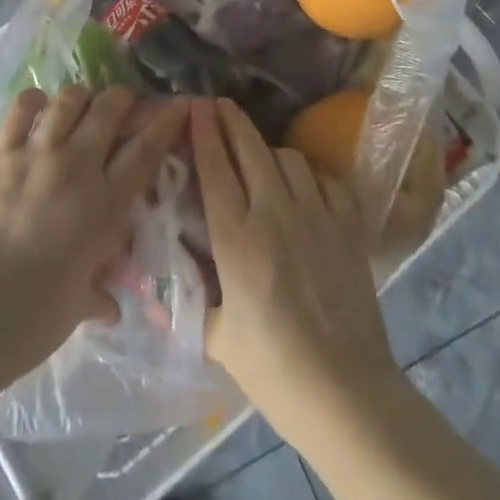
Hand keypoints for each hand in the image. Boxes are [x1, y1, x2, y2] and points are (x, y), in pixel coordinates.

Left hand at [0, 85, 188, 384]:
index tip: (178, 104)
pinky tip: (38, 111)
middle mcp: (76, 168)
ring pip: (69, 99)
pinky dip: (35, 102)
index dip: (166, 121)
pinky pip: (22, 107)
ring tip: (78, 108)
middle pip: (109, 108)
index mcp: (105, 205)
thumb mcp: (79, 304)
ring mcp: (35, 155)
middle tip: (121, 107)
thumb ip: (99, 291)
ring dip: (81, 98)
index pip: (146, 149)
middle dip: (122, 99)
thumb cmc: (32, 322)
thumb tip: (109, 304)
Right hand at [191, 98, 403, 444]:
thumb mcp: (217, 339)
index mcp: (236, 239)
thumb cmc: (274, 371)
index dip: (202, 131)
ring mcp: (317, 214)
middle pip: (250, 148)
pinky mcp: (349, 225)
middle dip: (231, 120)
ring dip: (268, 151)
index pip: (214, 167)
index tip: (194, 105)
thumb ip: (188, 303)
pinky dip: (310, 177)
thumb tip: (150, 293)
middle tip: (217, 105)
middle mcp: (275, 214)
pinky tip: (304, 189)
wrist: (347, 395)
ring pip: (288, 157)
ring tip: (259, 158)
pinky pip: (325, 179)